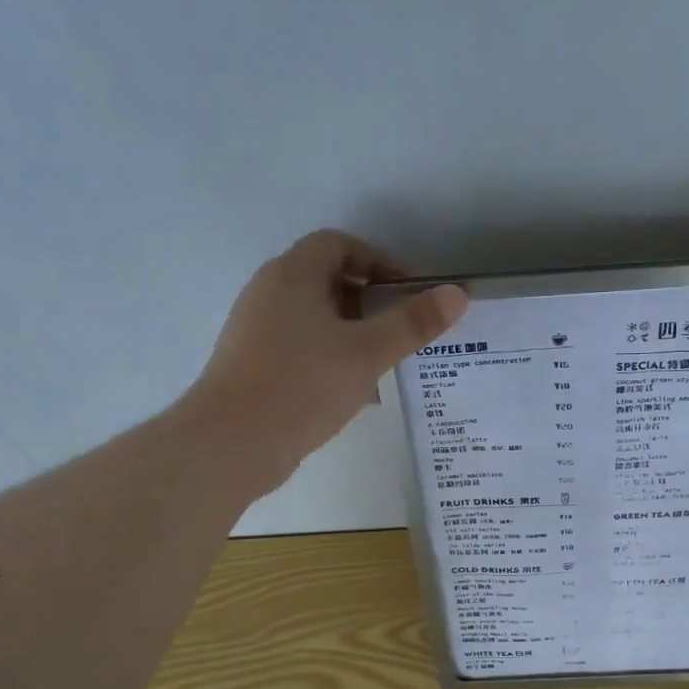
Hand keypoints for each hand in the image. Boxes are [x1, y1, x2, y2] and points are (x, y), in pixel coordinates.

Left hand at [193, 230, 467, 483]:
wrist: (231, 443)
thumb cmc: (303, 385)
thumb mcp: (368, 352)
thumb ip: (413, 323)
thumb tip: (457, 294)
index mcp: (293, 275)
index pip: (339, 245)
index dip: (379, 261)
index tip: (409, 292)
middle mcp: (269, 293)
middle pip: (328, 280)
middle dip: (372, 301)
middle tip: (404, 329)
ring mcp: (257, 330)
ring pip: (317, 319)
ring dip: (355, 334)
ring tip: (387, 364)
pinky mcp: (254, 365)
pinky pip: (302, 348)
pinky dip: (333, 358)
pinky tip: (357, 393)